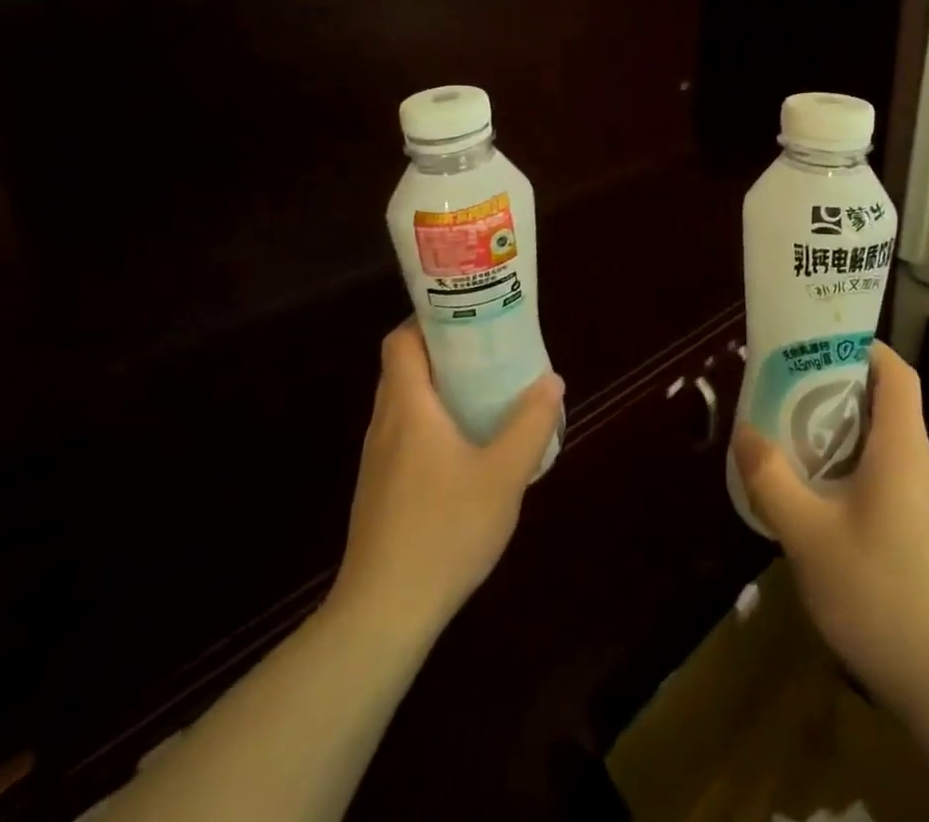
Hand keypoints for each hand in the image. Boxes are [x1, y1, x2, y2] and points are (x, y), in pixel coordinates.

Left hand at [329, 320, 563, 637]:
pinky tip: (466, 446)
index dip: (427, 319)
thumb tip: (551, 381)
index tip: (467, 314)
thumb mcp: (503, 474)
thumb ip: (530, 424)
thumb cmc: (445, 530)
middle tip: (488, 348)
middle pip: (403, 367)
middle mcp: (385, 424)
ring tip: (484, 390)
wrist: (383, 614)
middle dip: (443, 351)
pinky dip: (432, 421)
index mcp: (408, 407)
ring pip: (404, 402)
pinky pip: (404, 433)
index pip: (400, 340)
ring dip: (438, 388)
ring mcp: (378, 460)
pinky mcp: (380, 489)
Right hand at [732, 341, 928, 713]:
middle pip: (887, 402)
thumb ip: (771, 480)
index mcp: (901, 448)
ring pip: (883, 442)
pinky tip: (817, 496)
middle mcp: (919, 464)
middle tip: (789, 390)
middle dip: (838, 387)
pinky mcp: (919, 531)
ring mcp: (923, 501)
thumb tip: (744, 432)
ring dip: (841, 430)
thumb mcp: (807, 534)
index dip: (863, 348)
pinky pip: (885, 475)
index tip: (820, 345)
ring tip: (793, 436)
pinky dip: (850, 466)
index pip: (897, 373)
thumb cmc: (878, 591)